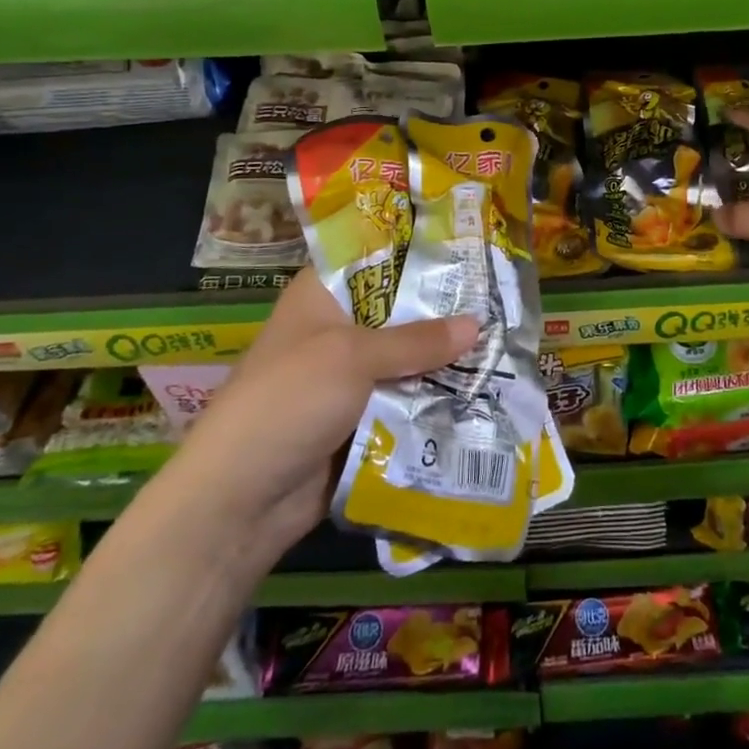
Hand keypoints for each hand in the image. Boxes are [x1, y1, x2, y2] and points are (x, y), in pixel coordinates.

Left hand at [176, 270, 476, 546]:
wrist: (240, 501)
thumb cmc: (289, 402)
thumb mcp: (353, 358)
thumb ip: (417, 340)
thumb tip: (478, 325)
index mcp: (323, 296)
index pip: (377, 257)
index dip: (421, 251)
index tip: (472, 247)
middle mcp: (339, 329)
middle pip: (402, 310)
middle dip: (447, 310)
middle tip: (506, 299)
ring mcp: (351, 378)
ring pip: (410, 359)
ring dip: (448, 360)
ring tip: (508, 344)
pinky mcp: (363, 419)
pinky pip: (408, 400)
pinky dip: (438, 398)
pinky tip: (487, 390)